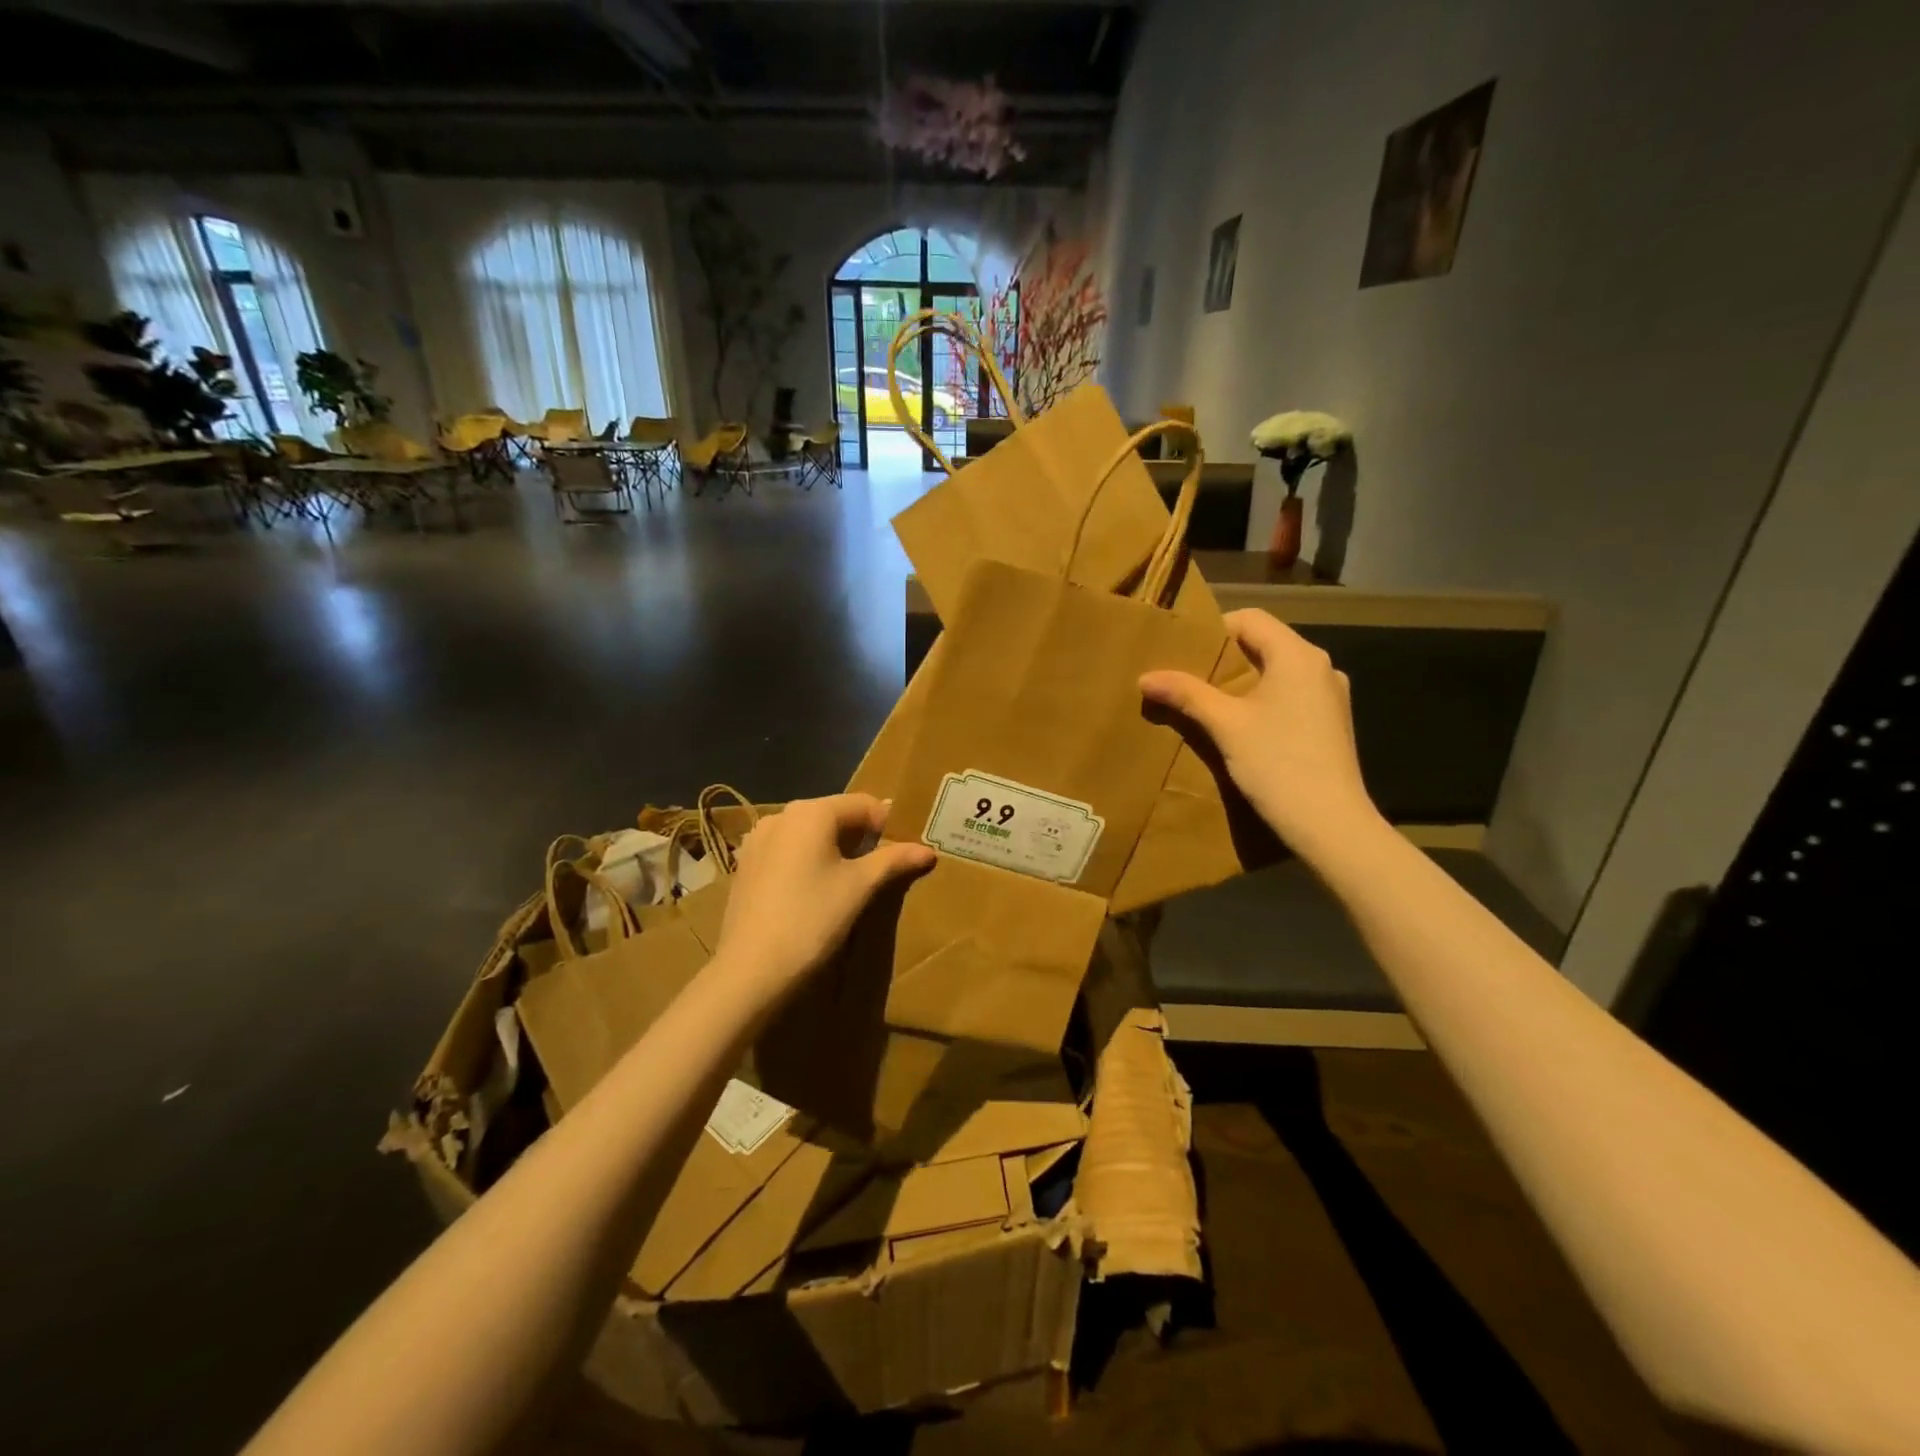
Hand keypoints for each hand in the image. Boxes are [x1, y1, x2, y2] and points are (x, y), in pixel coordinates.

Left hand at [711, 794, 933, 1003]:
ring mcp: (758, 840)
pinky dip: (808, 863)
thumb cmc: (812, 919)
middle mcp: (781, 815)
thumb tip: (927, 850)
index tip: (903, 855)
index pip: (865, 804)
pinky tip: (814, 895)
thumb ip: (894, 861)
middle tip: (880, 871)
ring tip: (849, 885)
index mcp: (811, 812)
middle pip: (836, 816)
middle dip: (862, 838)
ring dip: (834, 851)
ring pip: (810, 835)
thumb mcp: (860, 887)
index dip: (889, 827)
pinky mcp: (746, 866)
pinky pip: (788, 852)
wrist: (750, 971)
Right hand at [1141, 609, 1382, 862]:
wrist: (1331, 824)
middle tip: (1187, 677)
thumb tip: (1145, 677)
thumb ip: (1187, 694)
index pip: (1250, 619)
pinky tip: (1242, 728)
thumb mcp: (1225, 726)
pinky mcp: (1331, 723)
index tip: (1183, 654)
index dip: (1214, 629)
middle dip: (1224, 658)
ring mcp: (1330, 696)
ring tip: (1209, 704)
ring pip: (1278, 672)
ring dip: (1243, 682)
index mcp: (1297, 656)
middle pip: (1265, 644)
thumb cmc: (1277, 764)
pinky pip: (1290, 695)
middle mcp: (1320, 667)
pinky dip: (1263, 701)